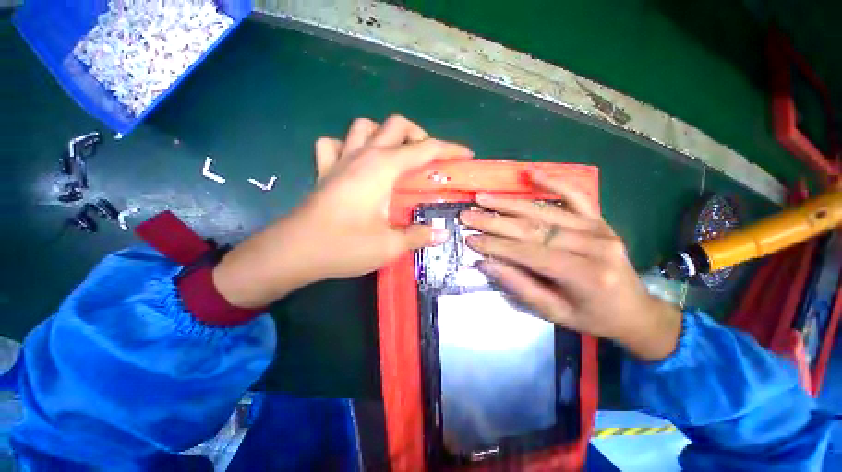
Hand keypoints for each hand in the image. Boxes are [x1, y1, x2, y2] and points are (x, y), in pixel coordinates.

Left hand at [213, 115, 473, 307]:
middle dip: (418, 136)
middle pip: (395, 125)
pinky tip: (354, 163)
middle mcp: (363, 155)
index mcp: (382, 168)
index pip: (424, 149)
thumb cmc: (344, 246)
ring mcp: (340, 160)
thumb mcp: (389, 246)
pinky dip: (347, 146)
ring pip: (364, 127)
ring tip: (393, 158)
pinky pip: (334, 145)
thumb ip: (418, 236)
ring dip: (383, 136)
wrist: (294, 252)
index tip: (466, 156)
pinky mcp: (324, 171)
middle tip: (427, 160)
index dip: (449, 149)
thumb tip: (441, 234)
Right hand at [461, 171, 681, 360]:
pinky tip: (530, 173)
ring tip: (483, 197)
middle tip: (467, 215)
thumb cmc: (592, 317)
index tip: (469, 239)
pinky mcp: (599, 219)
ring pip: (544, 210)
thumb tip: (486, 264)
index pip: (529, 253)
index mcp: (586, 274)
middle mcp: (595, 245)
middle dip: (494, 222)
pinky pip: (575, 195)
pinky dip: (551, 181)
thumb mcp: (553, 313)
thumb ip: (520, 286)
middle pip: (533, 228)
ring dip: (509, 203)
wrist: (635, 310)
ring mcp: (599, 227)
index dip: (496, 246)